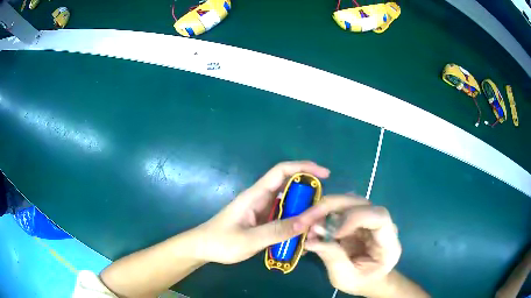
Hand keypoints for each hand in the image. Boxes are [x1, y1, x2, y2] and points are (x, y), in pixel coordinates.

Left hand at [193, 161, 329, 264]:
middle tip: (323, 212)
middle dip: (309, 196)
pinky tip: (301, 237)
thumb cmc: (221, 242)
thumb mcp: (248, 240)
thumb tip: (306, 222)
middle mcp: (261, 199)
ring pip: (288, 205)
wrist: (203, 248)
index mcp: (255, 195)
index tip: (325, 175)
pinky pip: (283, 218)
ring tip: (315, 228)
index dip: (304, 167)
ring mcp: (262, 210)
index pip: (281, 171)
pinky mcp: (262, 221)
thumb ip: (276, 231)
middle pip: (290, 188)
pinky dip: (294, 224)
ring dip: (303, 213)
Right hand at [305, 196, 401, 296]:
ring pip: (346, 201)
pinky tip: (310, 228)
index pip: (379, 217)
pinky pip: (337, 209)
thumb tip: (311, 241)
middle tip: (304, 221)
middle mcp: (380, 224)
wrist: (368, 278)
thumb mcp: (346, 278)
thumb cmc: (362, 281)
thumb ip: (333, 259)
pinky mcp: (355, 219)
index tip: (334, 233)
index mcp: (388, 242)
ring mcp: (367, 218)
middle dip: (330, 207)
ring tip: (304, 226)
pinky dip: (321, 215)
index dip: (356, 218)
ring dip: (322, 210)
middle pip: (359, 203)